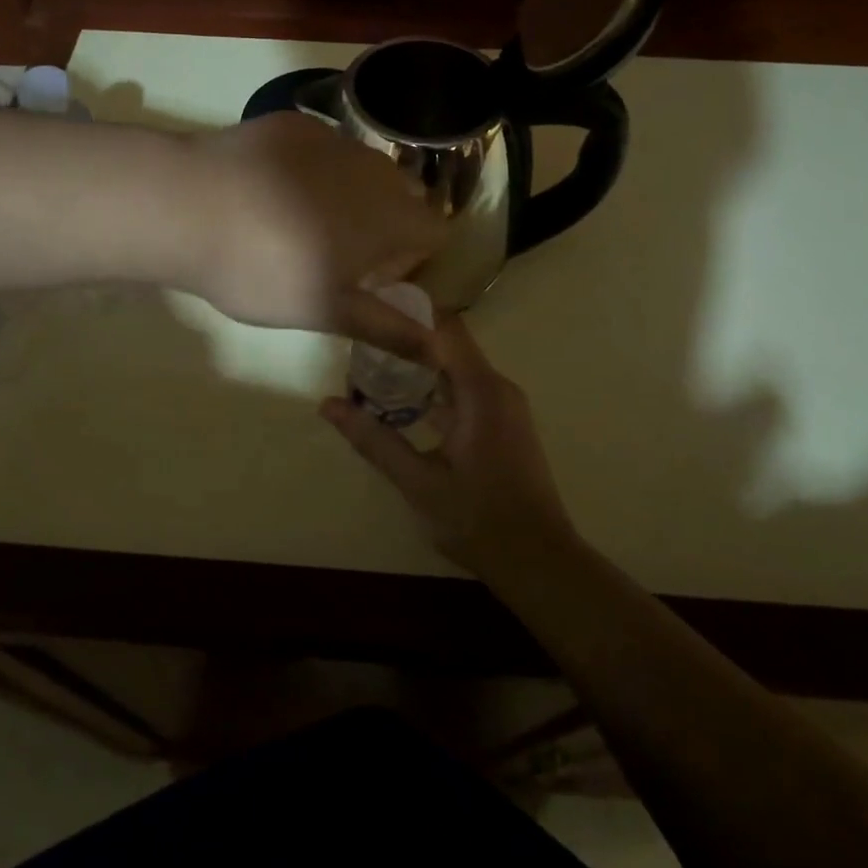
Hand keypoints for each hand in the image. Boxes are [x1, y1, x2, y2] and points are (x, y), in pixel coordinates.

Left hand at [181, 113, 446, 356]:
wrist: (187, 207)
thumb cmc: (265, 270)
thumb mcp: (327, 311)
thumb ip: (387, 327)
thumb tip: (437, 348)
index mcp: (392, 216)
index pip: (436, 232)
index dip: (411, 259)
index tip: (370, 278)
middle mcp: (375, 168)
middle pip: (401, 198)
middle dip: (382, 227)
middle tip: (332, 257)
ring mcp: (333, 139)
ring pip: (361, 172)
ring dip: (348, 198)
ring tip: (296, 225)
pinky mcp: (293, 124)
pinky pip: (322, 151)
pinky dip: (311, 172)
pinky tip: (267, 193)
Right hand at [320, 314, 577, 577]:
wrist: (539, 561)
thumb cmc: (478, 519)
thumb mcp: (418, 481)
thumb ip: (373, 439)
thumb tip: (328, 404)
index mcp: (481, 390)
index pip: (443, 328)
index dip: (406, 312)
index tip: (367, 305)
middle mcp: (497, 387)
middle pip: (449, 343)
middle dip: (405, 337)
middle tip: (359, 337)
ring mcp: (504, 406)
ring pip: (456, 367)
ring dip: (418, 364)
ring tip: (371, 364)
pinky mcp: (503, 424)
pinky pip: (465, 389)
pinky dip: (434, 388)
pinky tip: (402, 402)